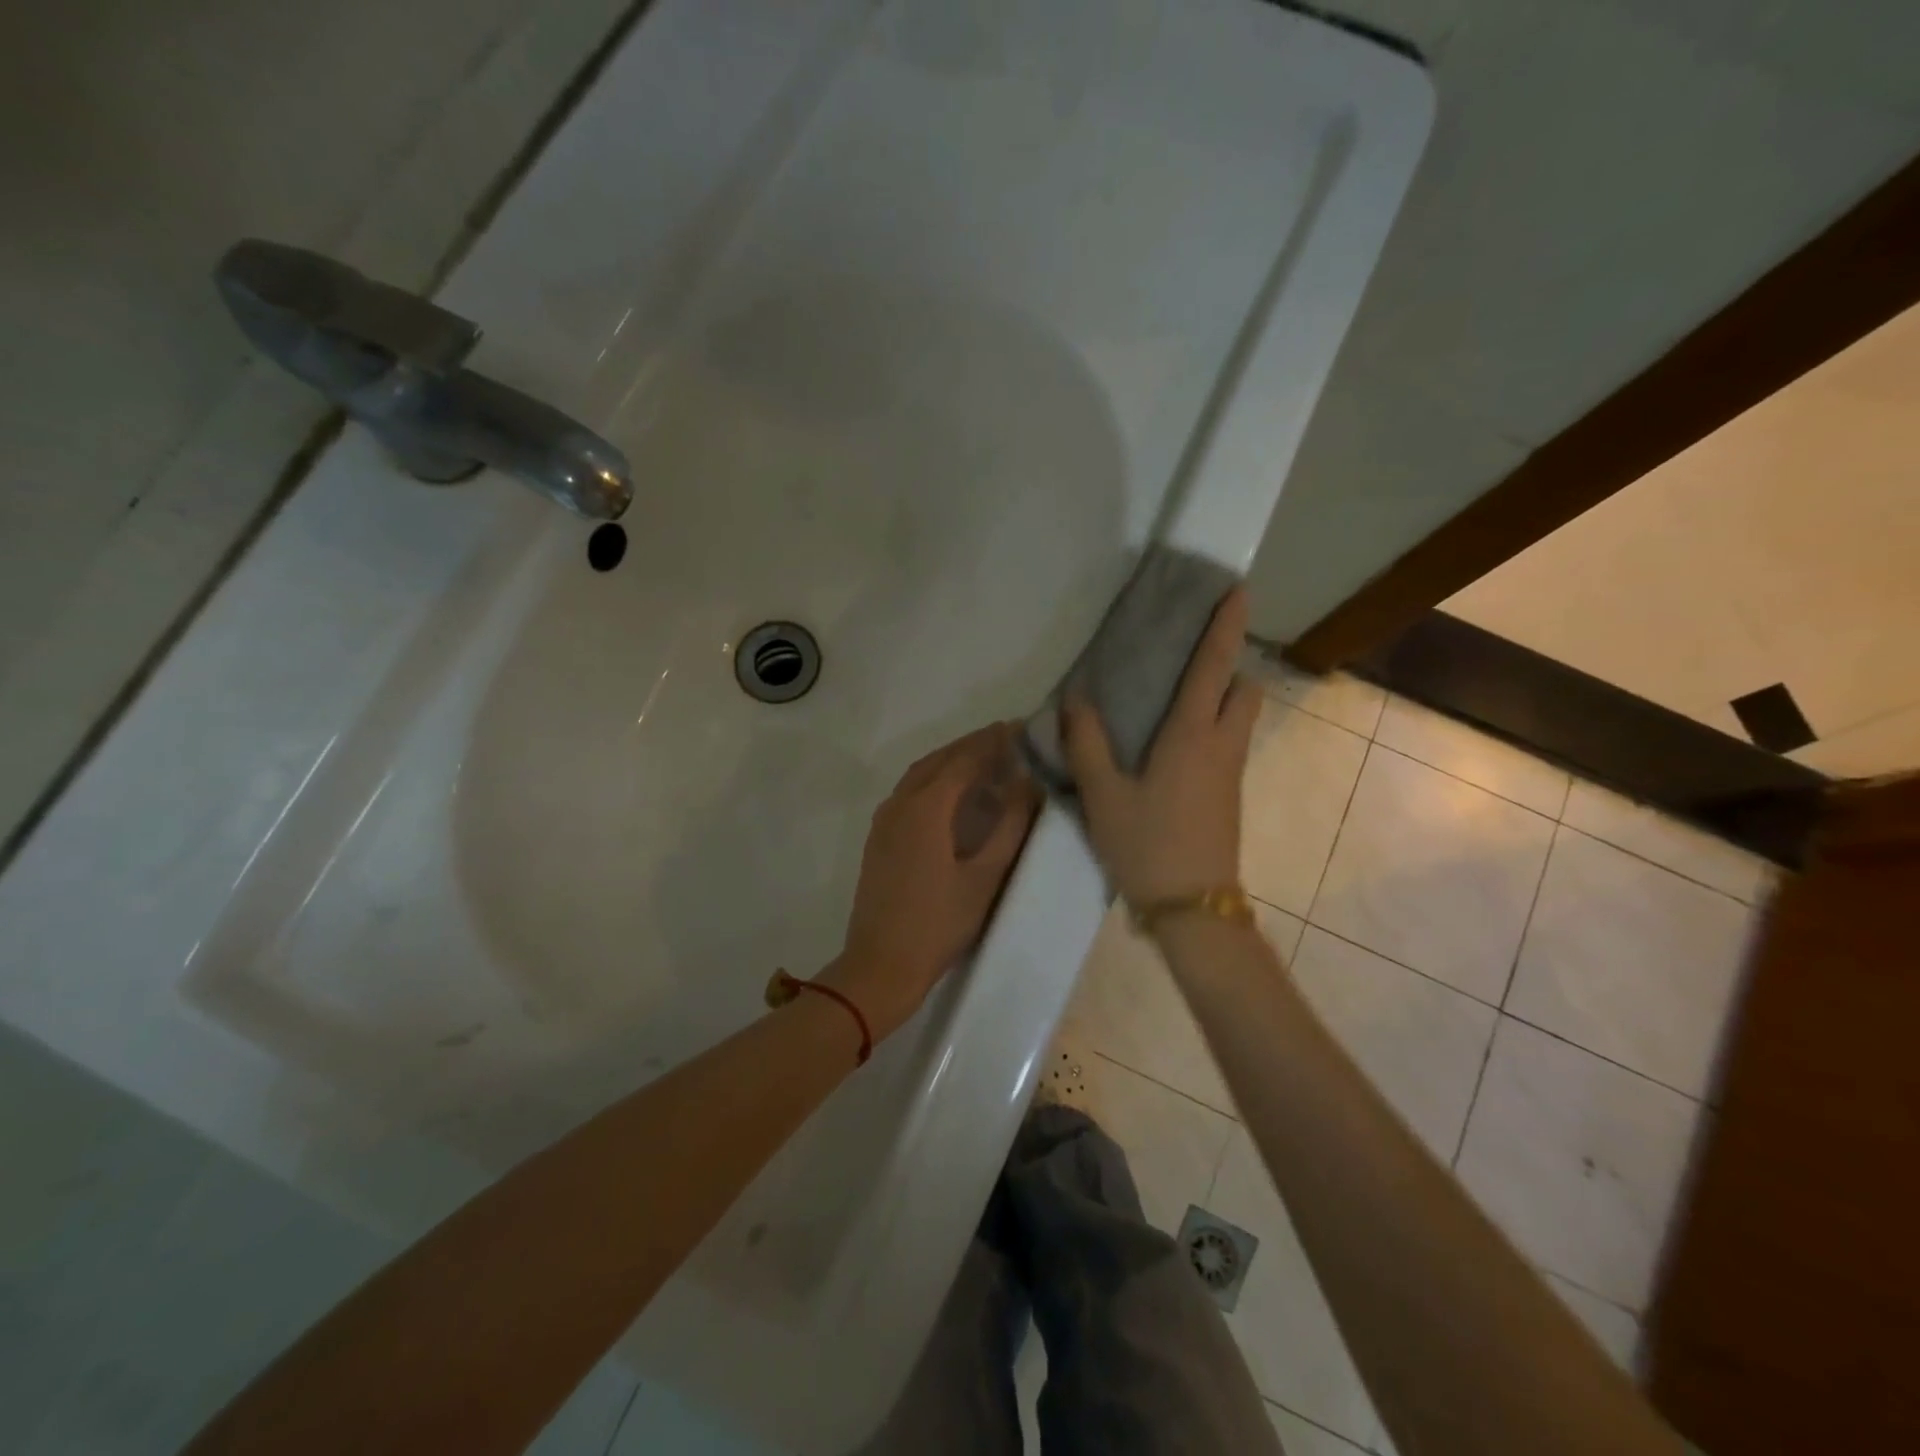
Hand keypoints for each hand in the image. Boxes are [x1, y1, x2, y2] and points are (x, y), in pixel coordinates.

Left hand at [822, 722, 1040, 1041]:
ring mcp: (884, 821)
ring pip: (919, 774)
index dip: (992, 742)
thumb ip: (1010, 826)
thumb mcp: (985, 877)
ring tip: (982, 760)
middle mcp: (900, 803)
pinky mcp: (878, 838)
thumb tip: (1028, 784)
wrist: (881, 964)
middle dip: (970, 746)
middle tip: (1004, 739)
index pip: (963, 760)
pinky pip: (907, 792)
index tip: (1018, 728)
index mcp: (926, 808)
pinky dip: (932, 780)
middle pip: (938, 760)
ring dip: (949, 761)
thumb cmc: (939, 923)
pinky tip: (950, 794)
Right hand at [1062, 587, 1260, 906]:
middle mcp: (1221, 746)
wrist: (1192, 908)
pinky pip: (1227, 743)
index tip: (1238, 589)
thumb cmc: (1147, 845)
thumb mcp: (1103, 795)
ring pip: (1239, 718)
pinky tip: (1171, 747)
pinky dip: (1211, 727)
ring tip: (1174, 701)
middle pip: (1244, 689)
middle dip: (1228, 666)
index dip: (1225, 626)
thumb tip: (1076, 699)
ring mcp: (1231, 773)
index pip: (1214, 667)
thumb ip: (1087, 743)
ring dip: (1221, 697)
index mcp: (1192, 736)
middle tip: (1187, 664)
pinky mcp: (1229, 795)